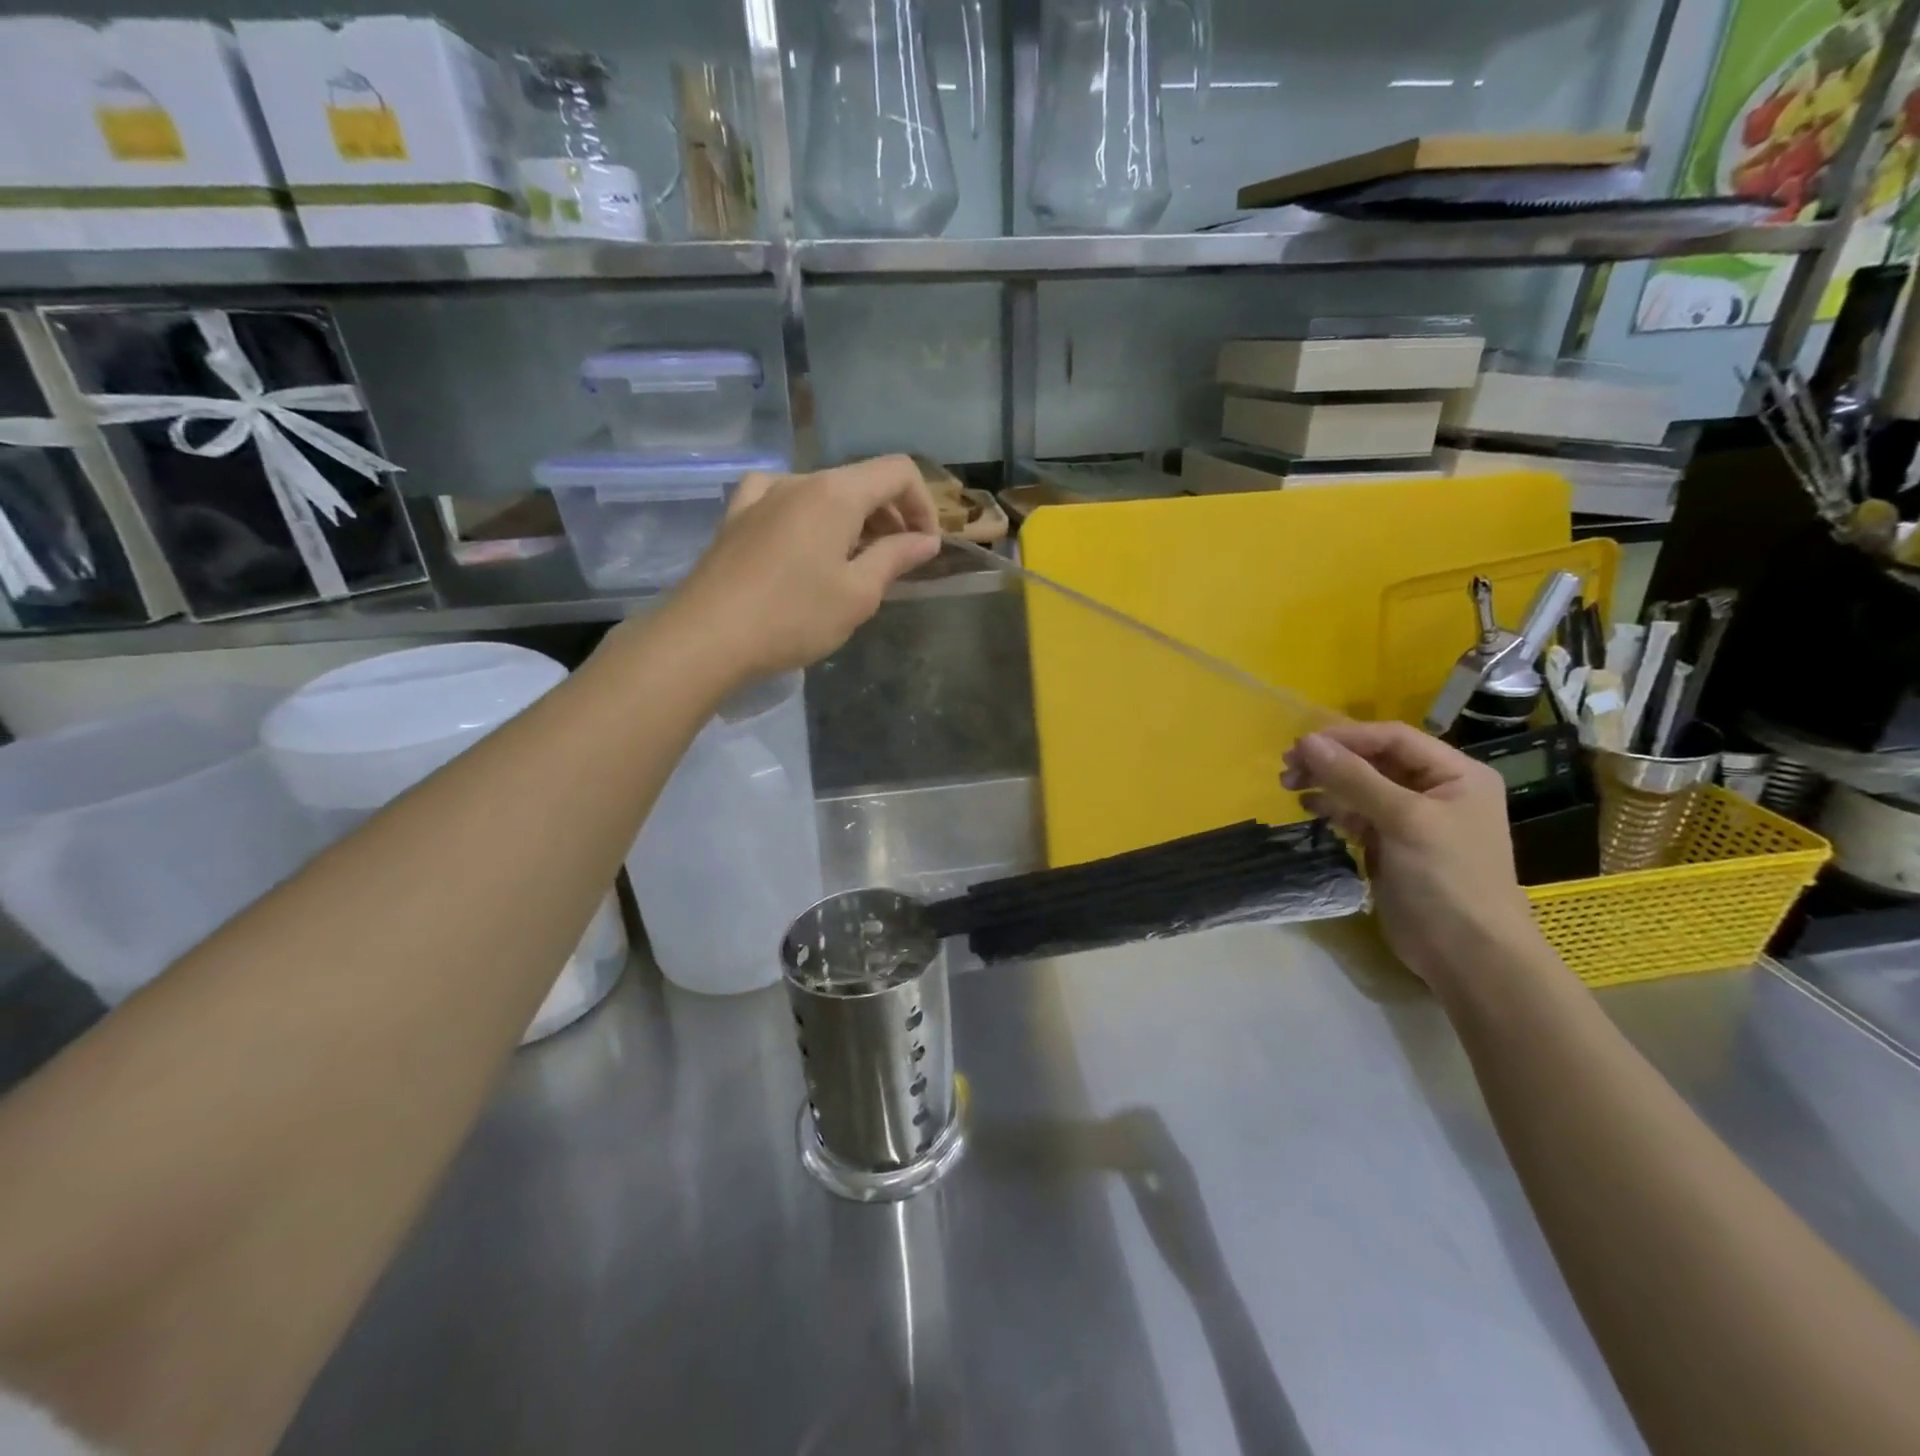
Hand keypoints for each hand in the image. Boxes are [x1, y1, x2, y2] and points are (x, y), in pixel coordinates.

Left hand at [654, 455, 940, 686]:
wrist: (706, 637)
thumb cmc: (793, 616)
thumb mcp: (858, 594)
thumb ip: (896, 558)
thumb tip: (926, 541)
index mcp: (836, 493)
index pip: (898, 471)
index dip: (923, 505)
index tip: (925, 548)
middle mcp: (799, 480)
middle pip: (861, 481)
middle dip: (890, 517)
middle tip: (896, 564)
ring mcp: (762, 496)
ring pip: (824, 494)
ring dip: (852, 522)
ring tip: (853, 565)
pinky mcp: (737, 517)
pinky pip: (784, 502)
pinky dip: (809, 519)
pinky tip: (803, 544)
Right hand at [1282, 721, 1544, 993]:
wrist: (1469, 955)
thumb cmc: (1448, 878)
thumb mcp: (1404, 820)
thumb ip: (1354, 778)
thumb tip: (1306, 742)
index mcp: (1456, 774)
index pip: (1393, 739)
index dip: (1346, 737)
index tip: (1301, 745)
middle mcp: (1436, 790)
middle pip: (1374, 761)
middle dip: (1331, 761)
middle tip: (1288, 766)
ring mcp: (1413, 820)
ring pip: (1361, 787)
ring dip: (1326, 783)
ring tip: (1290, 785)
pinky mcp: (1393, 846)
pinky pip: (1357, 815)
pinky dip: (1332, 808)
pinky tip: (1309, 807)